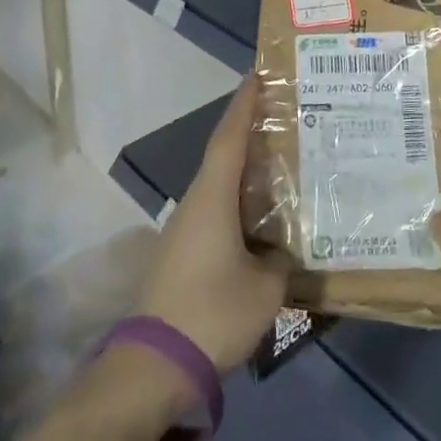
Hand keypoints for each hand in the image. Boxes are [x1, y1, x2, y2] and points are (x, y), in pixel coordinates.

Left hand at [136, 73, 292, 373]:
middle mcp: (195, 203)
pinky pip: (216, 213)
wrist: (154, 365)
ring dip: (247, 173)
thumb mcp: (265, 288)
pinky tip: (262, 219)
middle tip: (286, 119)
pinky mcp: (182, 254)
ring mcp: (184, 229)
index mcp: (212, 197)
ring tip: (282, 166)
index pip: (230, 137)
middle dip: (252, 134)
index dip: (245, 104)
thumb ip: (282, 261)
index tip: (259, 75)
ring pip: (220, 187)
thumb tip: (284, 251)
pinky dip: (240, 204)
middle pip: (224, 156)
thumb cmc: (213, 312)